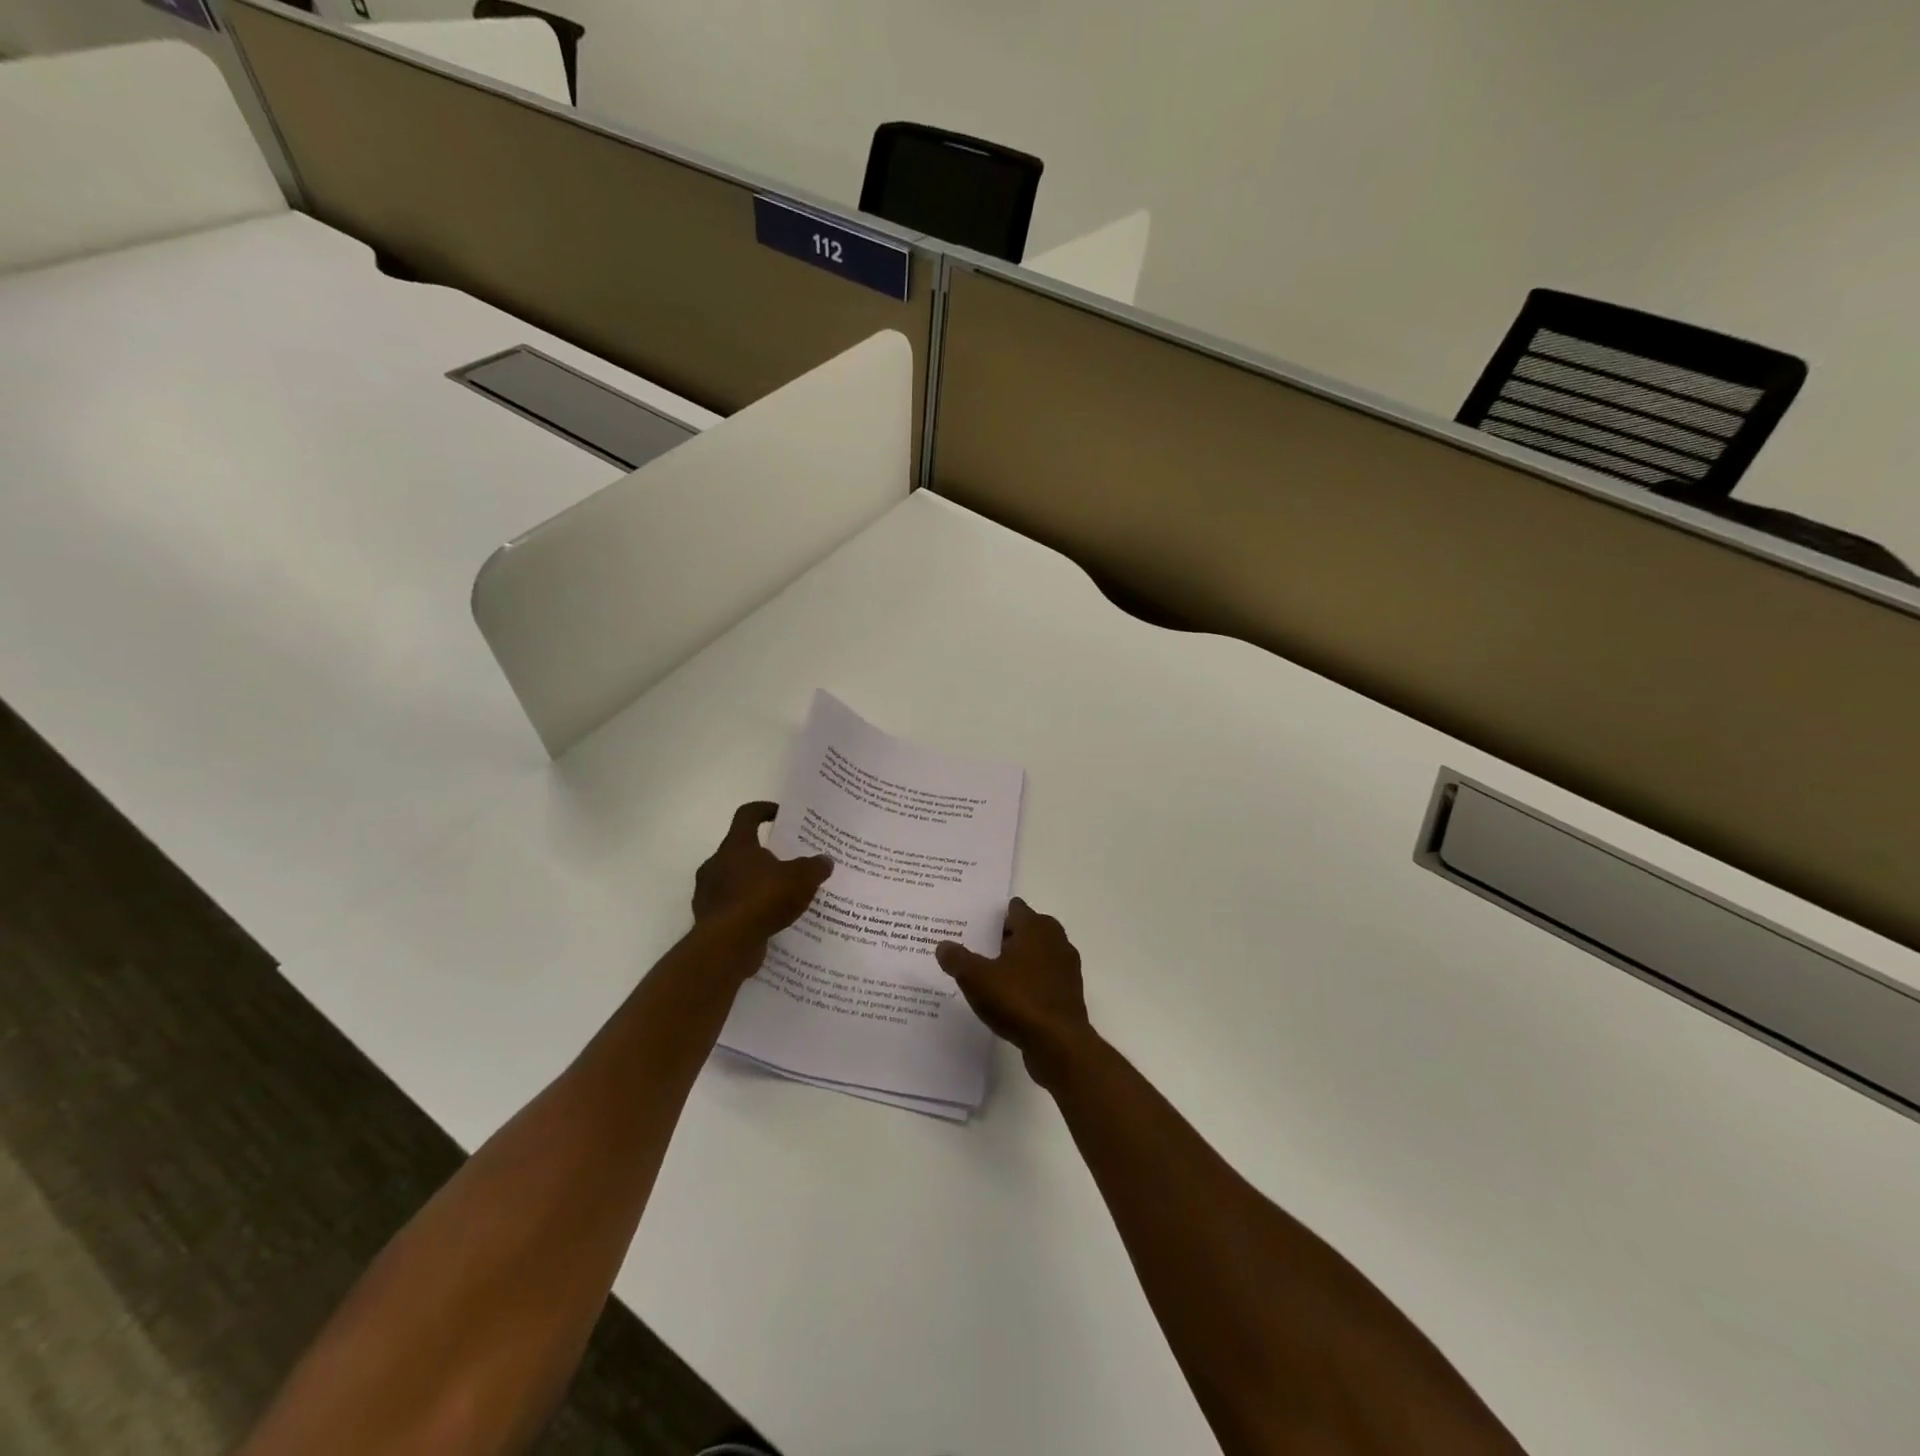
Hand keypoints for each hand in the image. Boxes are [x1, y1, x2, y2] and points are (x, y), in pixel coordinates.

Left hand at [692, 802, 832, 947]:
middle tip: (787, 864)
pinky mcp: (709, 919)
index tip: (780, 815)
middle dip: (763, 855)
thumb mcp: (801, 879)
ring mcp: (708, 892)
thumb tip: (825, 860)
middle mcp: (716, 863)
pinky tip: (768, 921)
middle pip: (740, 850)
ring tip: (781, 897)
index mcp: (736, 845)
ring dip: (754, 885)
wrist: (726, 945)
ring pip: (735, 880)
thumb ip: (815, 867)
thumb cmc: (762, 899)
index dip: (764, 810)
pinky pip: (732, 908)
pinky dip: (748, 910)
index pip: (747, 815)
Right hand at [935, 898, 1092, 1086]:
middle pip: (1028, 930)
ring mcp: (1066, 968)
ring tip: (992, 974)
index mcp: (1035, 928)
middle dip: (1006, 937)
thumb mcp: (976, 978)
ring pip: (1038, 955)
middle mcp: (1055, 941)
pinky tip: (1010, 997)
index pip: (1015, 909)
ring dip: (1019, 961)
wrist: (1058, 1043)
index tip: (976, 926)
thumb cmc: (1018, 999)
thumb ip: (958, 959)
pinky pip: (1045, 979)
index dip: (996, 916)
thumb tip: (943, 946)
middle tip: (979, 949)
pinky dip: (1030, 982)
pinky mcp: (1069, 994)